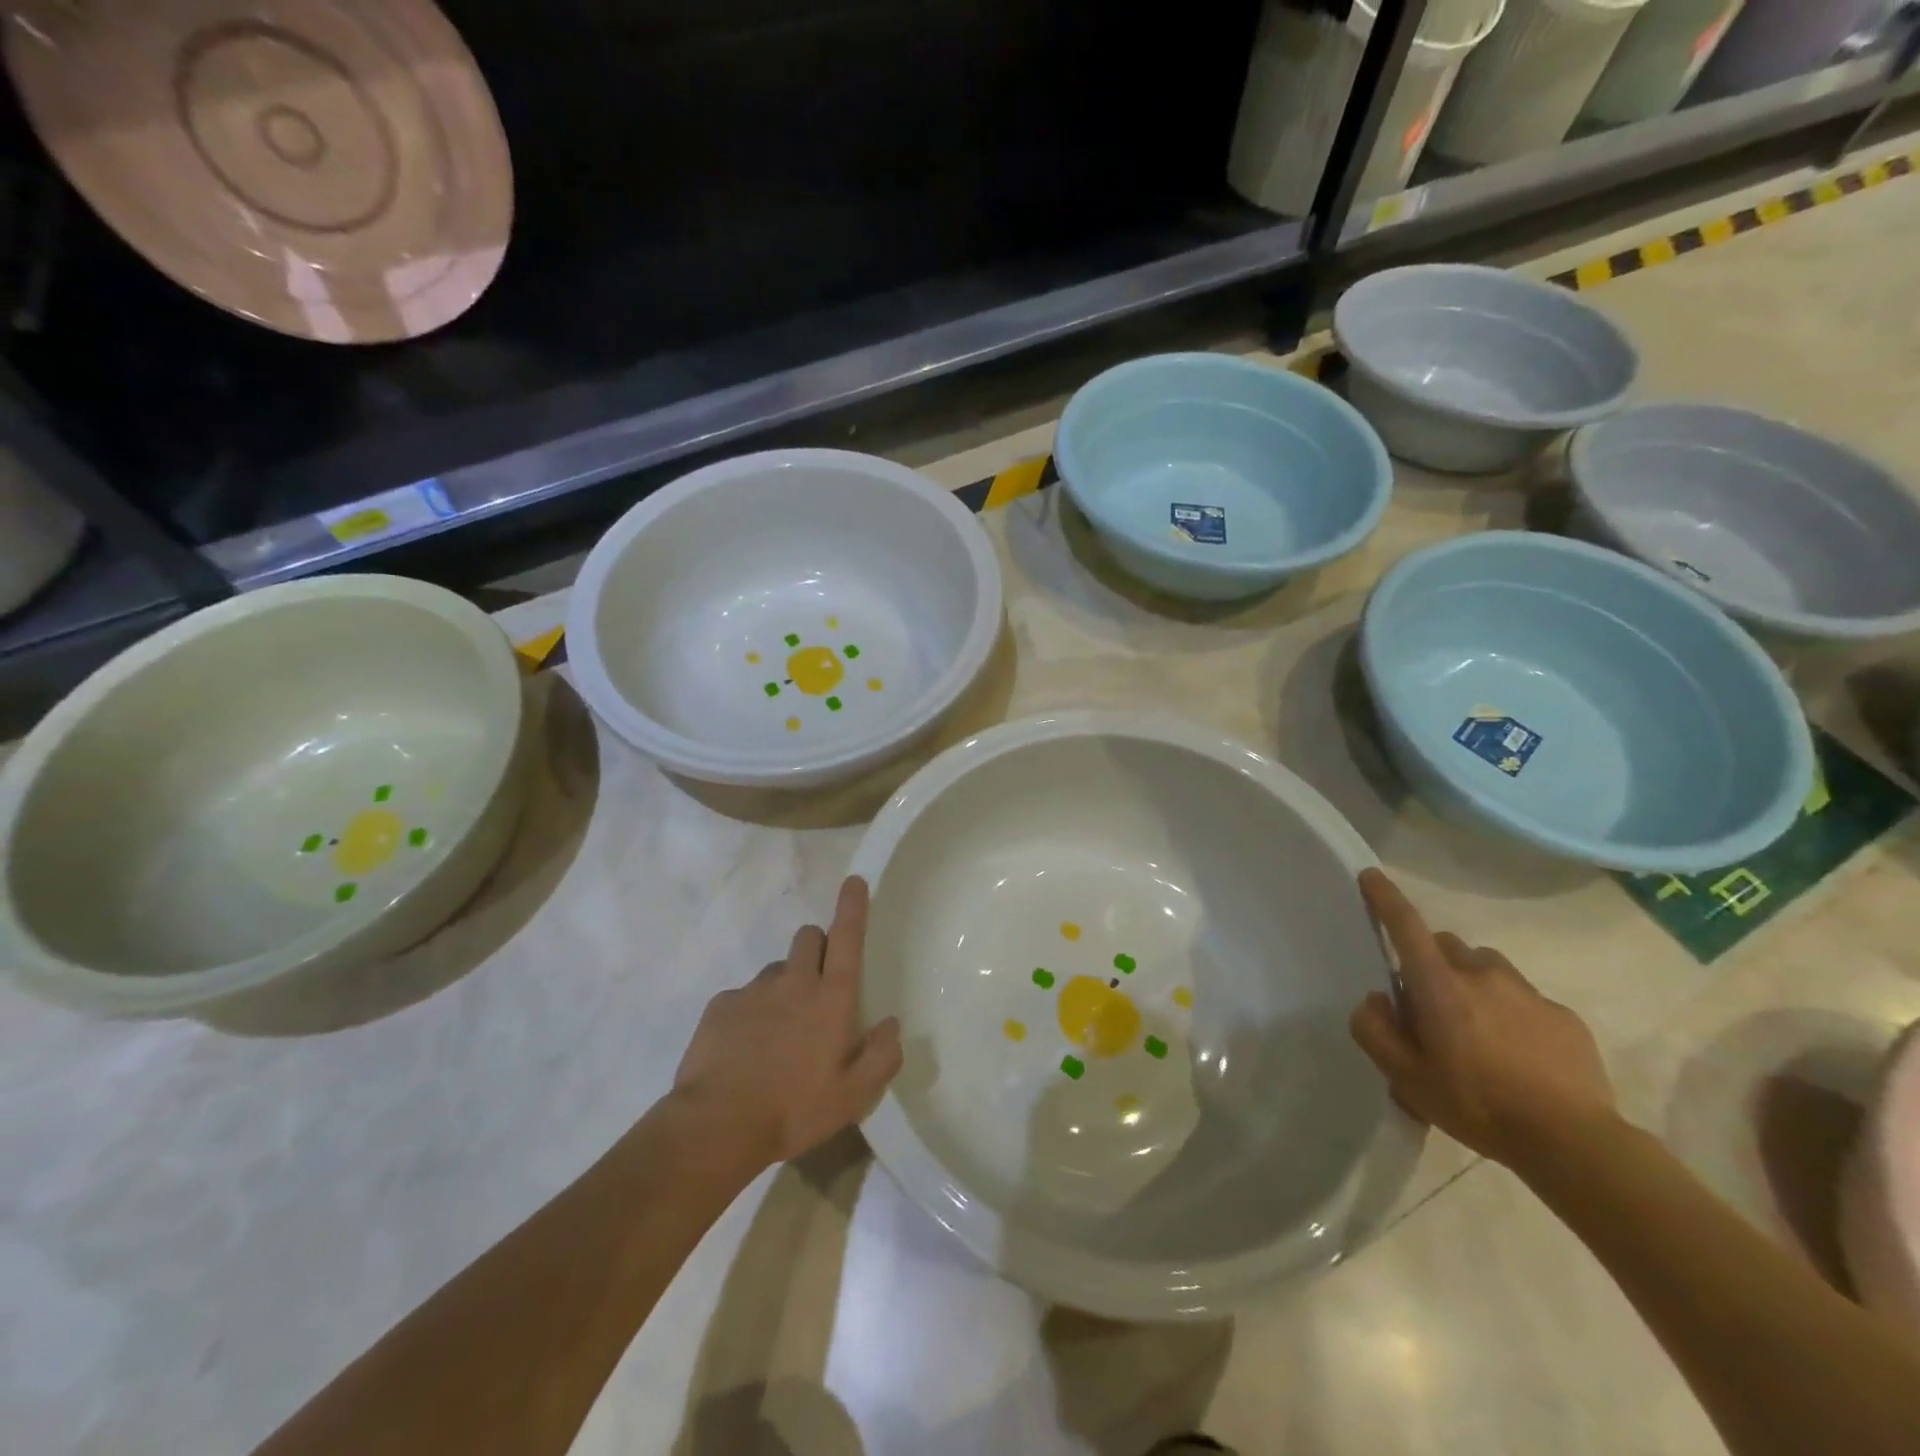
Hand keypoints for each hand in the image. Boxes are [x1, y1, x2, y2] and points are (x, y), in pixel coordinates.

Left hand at [673, 876, 903, 1169]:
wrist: (716, 1126)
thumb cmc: (794, 1110)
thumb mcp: (852, 1097)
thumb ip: (881, 1057)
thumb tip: (891, 1025)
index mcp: (830, 999)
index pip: (846, 938)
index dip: (853, 906)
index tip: (854, 880)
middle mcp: (793, 983)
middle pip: (808, 937)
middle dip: (817, 946)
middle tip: (818, 985)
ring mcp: (754, 991)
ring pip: (776, 968)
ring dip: (785, 984)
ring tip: (778, 1030)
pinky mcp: (720, 1005)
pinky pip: (743, 996)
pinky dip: (751, 1012)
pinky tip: (745, 1049)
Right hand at [1349, 869, 1616, 1170]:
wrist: (1574, 1143)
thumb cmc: (1476, 1104)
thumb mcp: (1405, 1077)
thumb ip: (1374, 1031)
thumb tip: (1376, 1000)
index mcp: (1438, 984)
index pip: (1406, 926)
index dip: (1385, 898)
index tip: (1371, 875)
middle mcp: (1481, 974)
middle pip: (1446, 946)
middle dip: (1432, 962)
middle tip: (1430, 1006)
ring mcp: (1527, 992)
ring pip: (1486, 968)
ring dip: (1472, 984)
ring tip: (1476, 1031)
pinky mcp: (1563, 1016)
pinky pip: (1524, 999)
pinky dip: (1510, 1013)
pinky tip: (1517, 1056)